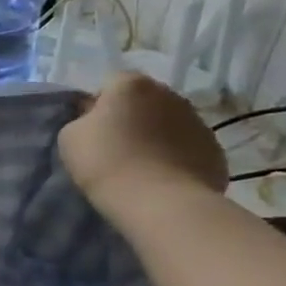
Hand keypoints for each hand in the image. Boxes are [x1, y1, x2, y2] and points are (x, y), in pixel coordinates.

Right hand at [59, 72, 228, 221]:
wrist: (158, 201)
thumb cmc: (105, 161)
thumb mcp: (70, 136)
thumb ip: (82, 119)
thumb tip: (97, 120)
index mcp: (132, 85)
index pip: (110, 84)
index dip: (98, 106)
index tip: (91, 130)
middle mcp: (170, 94)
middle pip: (144, 102)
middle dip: (132, 118)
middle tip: (115, 147)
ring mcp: (198, 122)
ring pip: (169, 123)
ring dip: (156, 137)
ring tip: (140, 166)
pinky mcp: (215, 151)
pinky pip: (187, 148)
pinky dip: (176, 157)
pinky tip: (162, 178)